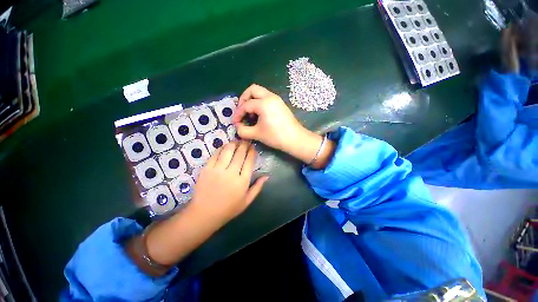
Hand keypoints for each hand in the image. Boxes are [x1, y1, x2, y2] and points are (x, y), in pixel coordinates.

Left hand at [190, 140, 268, 223]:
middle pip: (239, 153)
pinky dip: (221, 149)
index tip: (253, 147)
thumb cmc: (228, 209)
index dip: (252, 152)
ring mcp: (217, 170)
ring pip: (228, 151)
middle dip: (244, 145)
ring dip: (233, 144)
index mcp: (242, 181)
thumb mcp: (247, 201)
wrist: (204, 214)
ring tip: (237, 141)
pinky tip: (225, 147)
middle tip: (246, 141)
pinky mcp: (206, 169)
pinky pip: (215, 155)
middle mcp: (231, 173)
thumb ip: (257, 187)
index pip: (249, 161)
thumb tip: (267, 176)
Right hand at [234, 84, 306, 151]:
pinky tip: (259, 115)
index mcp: (264, 103)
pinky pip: (266, 98)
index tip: (235, 122)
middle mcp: (270, 97)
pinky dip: (259, 103)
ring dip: (252, 100)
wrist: (295, 139)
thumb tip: (237, 127)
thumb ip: (243, 130)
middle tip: (242, 111)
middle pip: (252, 90)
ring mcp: (276, 99)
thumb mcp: (257, 134)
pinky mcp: (280, 104)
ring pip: (260, 93)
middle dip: (244, 99)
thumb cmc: (276, 136)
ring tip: (250, 114)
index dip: (238, 114)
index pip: (246, 105)